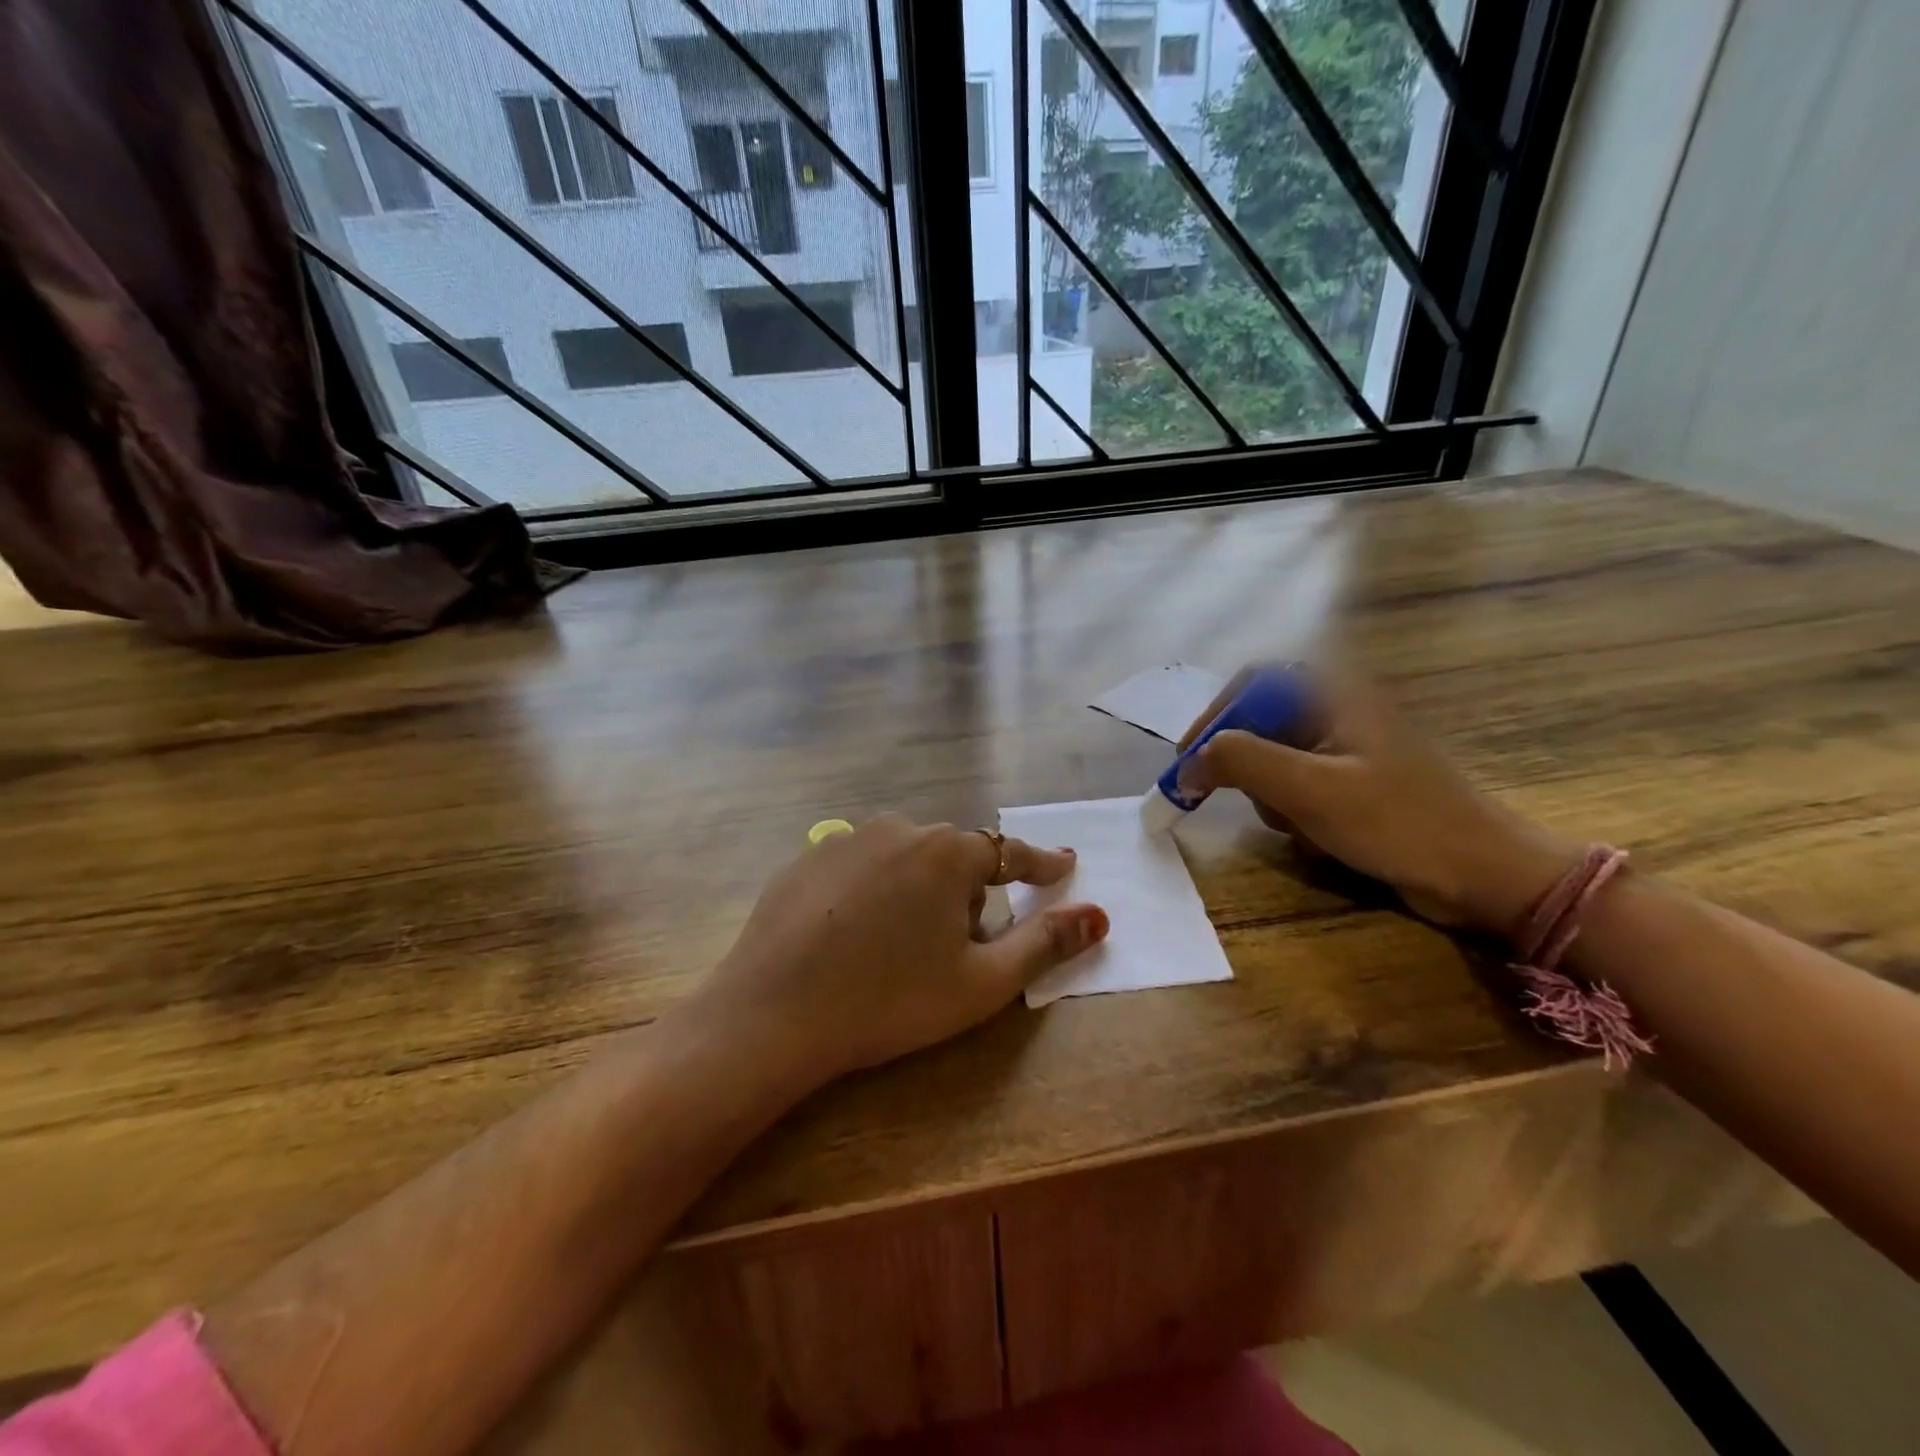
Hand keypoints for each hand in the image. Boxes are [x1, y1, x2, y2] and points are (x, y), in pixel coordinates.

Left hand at [690, 815, 1108, 1092]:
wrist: (773, 1014)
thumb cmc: (891, 1000)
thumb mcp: (981, 983)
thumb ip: (1045, 943)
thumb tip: (1098, 915)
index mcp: (948, 852)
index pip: (1010, 853)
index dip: (1041, 866)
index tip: (1062, 868)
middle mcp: (900, 828)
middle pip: (954, 858)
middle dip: (968, 894)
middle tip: (955, 948)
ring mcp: (847, 839)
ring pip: (905, 859)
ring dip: (918, 890)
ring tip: (899, 946)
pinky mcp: (806, 859)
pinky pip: (859, 868)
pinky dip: (871, 892)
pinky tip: (851, 936)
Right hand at [1180, 671, 1578, 935]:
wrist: (1483, 875)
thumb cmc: (1397, 821)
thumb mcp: (1309, 788)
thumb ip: (1240, 761)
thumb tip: (1188, 764)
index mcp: (1334, 694)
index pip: (1251, 683)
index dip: (1214, 716)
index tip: (1190, 759)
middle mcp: (1340, 712)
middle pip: (1261, 726)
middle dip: (1249, 770)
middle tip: (1242, 802)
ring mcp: (1349, 750)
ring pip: (1276, 764)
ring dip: (1274, 799)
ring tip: (1302, 828)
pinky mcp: (1357, 785)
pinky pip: (1301, 791)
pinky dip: (1297, 815)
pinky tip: (1321, 840)